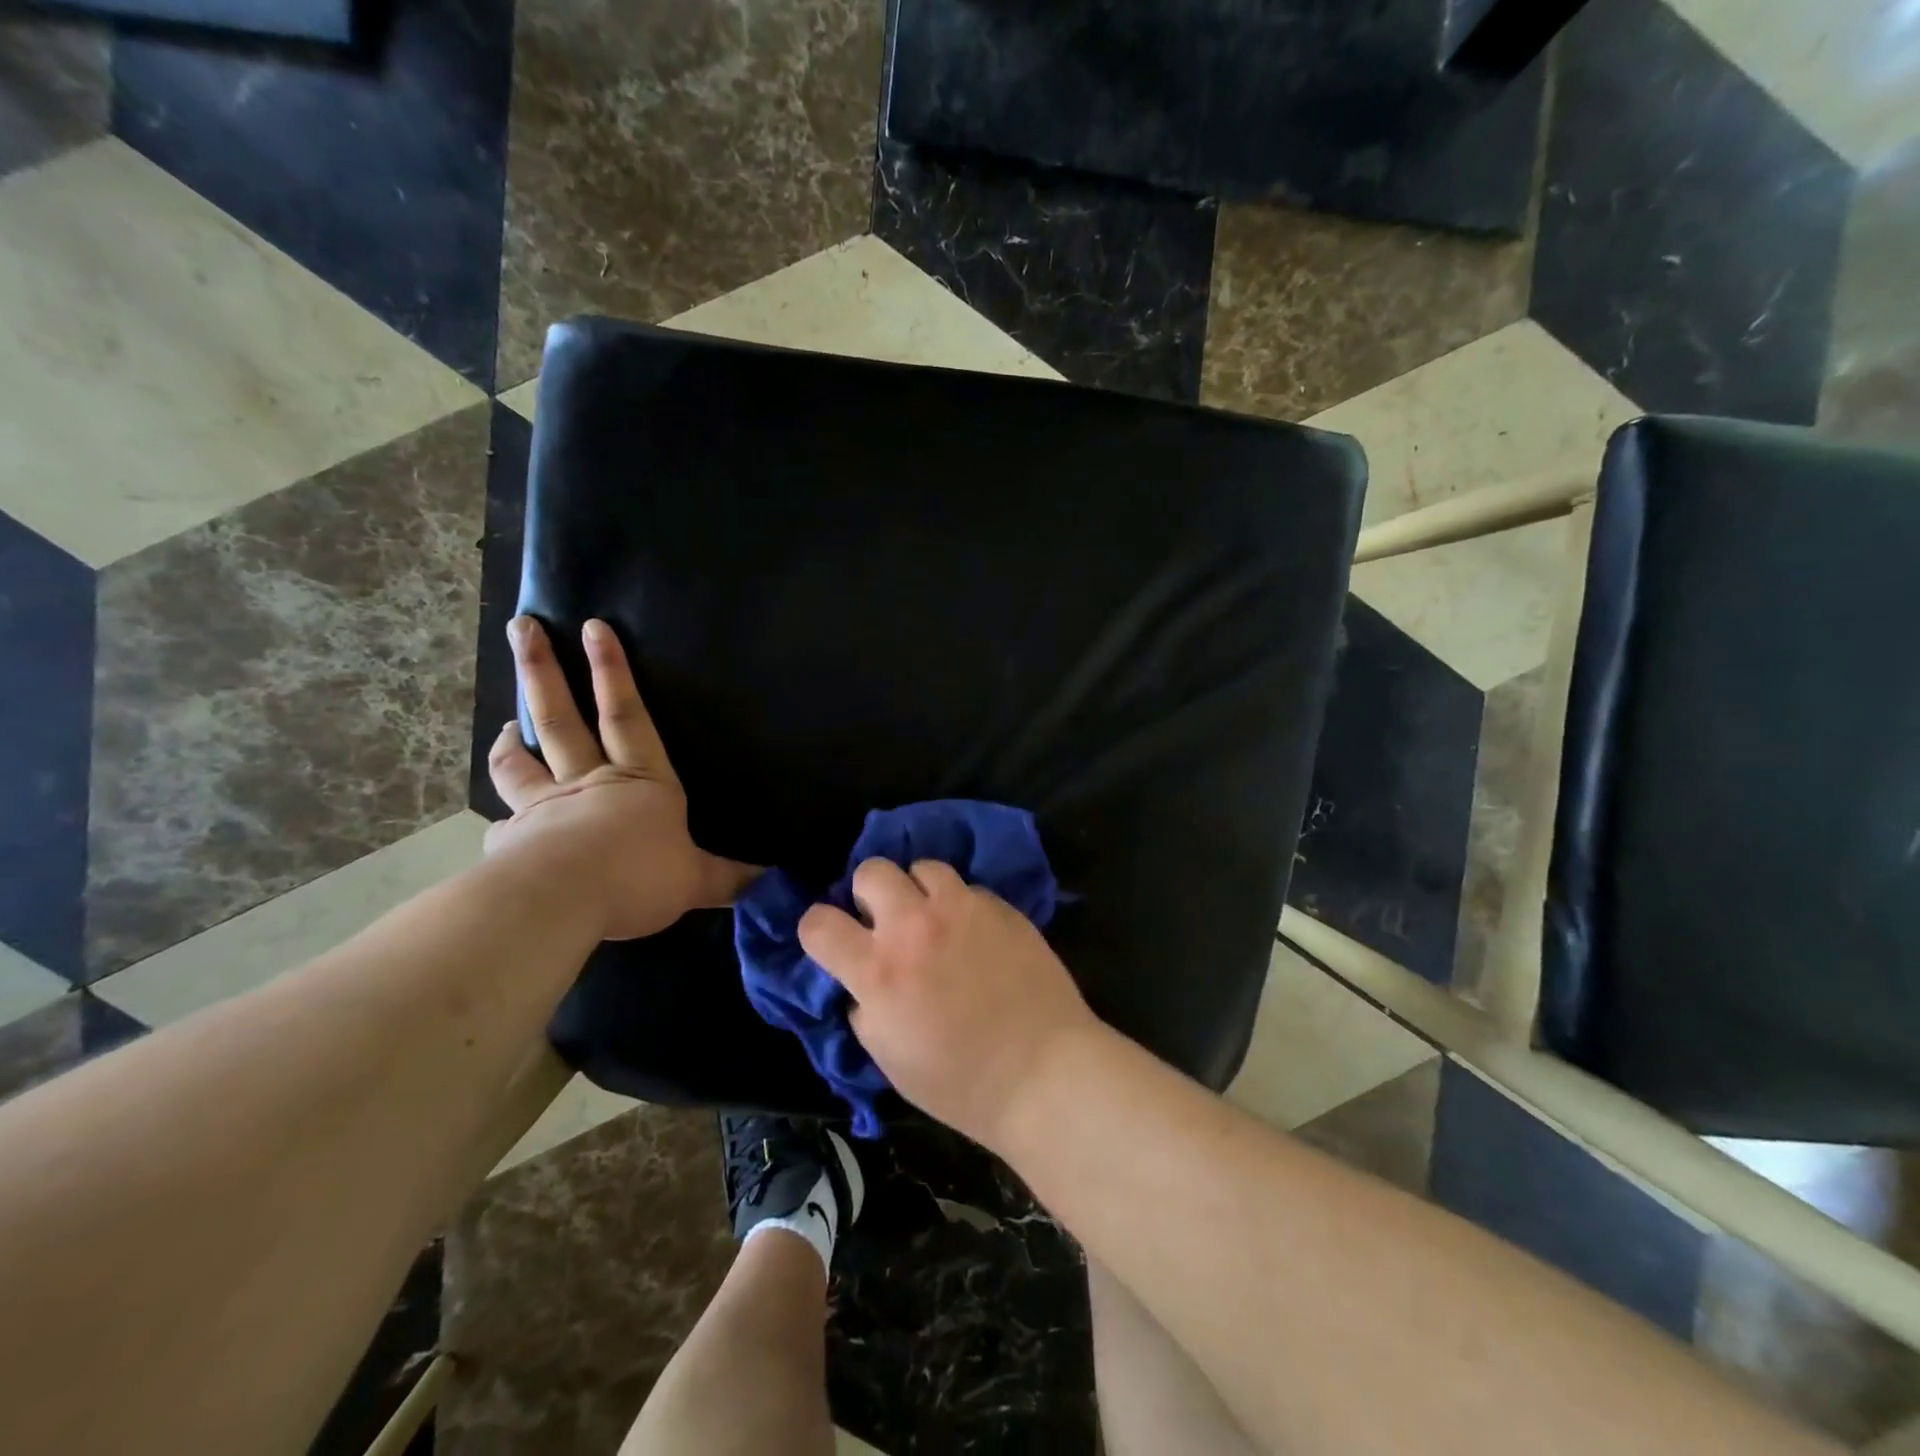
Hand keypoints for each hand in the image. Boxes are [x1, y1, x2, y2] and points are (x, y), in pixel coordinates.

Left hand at [486, 615, 758, 940]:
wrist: (561, 901)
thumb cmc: (638, 877)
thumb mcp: (696, 880)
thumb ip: (728, 877)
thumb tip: (769, 876)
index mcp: (640, 782)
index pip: (627, 716)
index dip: (612, 672)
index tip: (593, 628)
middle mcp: (588, 783)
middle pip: (561, 719)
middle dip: (543, 671)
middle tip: (523, 628)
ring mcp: (543, 808)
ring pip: (520, 763)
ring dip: (512, 739)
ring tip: (506, 724)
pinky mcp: (511, 842)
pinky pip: (504, 825)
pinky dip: (502, 820)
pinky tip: (499, 826)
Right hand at [798, 859, 1099, 1149]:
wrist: (1042, 1071)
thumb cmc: (959, 1081)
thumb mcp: (887, 1056)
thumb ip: (864, 1006)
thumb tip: (862, 981)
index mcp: (878, 969)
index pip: (818, 922)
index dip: (817, 930)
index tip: (832, 941)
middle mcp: (914, 926)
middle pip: (871, 871)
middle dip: (869, 894)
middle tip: (886, 923)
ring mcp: (962, 909)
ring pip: (923, 866)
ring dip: (919, 891)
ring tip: (934, 919)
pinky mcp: (1000, 906)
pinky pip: (968, 888)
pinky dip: (961, 906)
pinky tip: (976, 934)